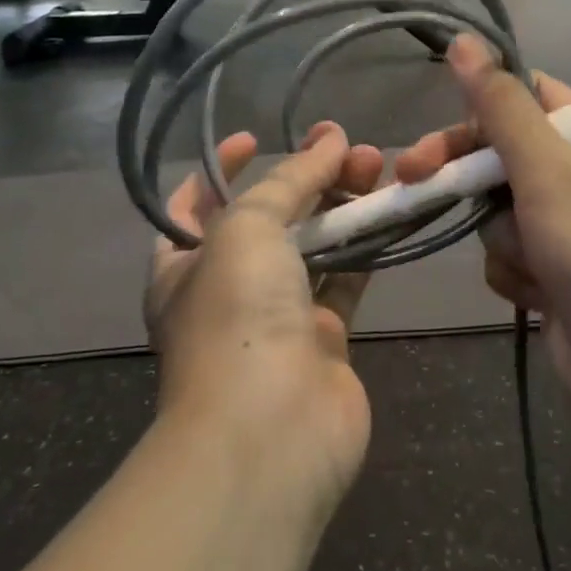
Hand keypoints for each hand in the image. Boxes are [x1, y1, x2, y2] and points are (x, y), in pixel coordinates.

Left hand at [147, 123, 384, 503]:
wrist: (271, 432)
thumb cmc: (235, 314)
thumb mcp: (247, 227)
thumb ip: (290, 180)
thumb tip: (332, 140)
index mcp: (183, 265)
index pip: (194, 204)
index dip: (221, 168)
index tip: (257, 138)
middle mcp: (227, 289)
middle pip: (268, 218)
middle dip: (304, 178)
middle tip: (347, 147)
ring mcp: (277, 318)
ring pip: (313, 246)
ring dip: (341, 205)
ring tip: (377, 167)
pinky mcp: (324, 341)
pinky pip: (345, 280)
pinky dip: (364, 247)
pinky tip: (388, 213)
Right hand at [395, 35, 570, 444]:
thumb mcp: (547, 165)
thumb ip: (499, 103)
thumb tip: (463, 40)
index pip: (528, 97)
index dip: (481, 108)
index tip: (439, 127)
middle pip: (503, 154)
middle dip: (469, 177)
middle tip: (413, 180)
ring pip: (498, 208)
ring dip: (503, 237)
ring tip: (535, 264)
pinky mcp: (556, 270)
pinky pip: (508, 251)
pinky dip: (514, 272)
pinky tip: (539, 295)